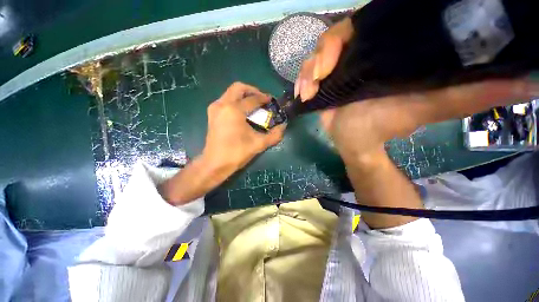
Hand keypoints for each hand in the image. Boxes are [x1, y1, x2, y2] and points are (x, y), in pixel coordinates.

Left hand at [202, 82, 285, 175]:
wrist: (215, 163)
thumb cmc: (237, 153)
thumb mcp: (259, 144)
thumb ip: (274, 135)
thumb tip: (283, 126)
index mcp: (234, 110)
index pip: (253, 99)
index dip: (264, 98)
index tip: (271, 100)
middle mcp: (222, 104)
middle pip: (238, 88)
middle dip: (253, 91)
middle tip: (262, 99)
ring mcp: (215, 108)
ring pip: (230, 93)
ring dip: (243, 95)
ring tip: (254, 105)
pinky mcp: (212, 114)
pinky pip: (226, 100)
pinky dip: (236, 101)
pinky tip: (243, 112)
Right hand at [296, 17, 538, 160]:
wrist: (357, 141)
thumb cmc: (388, 124)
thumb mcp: (435, 104)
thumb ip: (476, 91)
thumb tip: (530, 82)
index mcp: (385, 51)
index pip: (368, 23)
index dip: (353, 27)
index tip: (341, 46)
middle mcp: (361, 53)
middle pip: (337, 35)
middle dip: (324, 52)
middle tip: (320, 74)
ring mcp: (338, 68)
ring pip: (317, 54)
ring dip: (309, 69)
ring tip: (308, 90)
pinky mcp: (323, 82)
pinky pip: (307, 73)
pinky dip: (302, 80)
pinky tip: (302, 95)